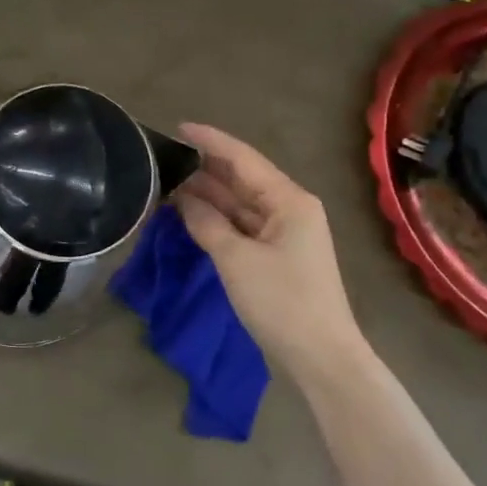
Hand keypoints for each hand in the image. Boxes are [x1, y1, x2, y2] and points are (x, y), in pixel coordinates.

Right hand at [174, 123, 371, 384]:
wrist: (321, 357)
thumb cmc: (282, 302)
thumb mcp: (236, 260)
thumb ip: (207, 223)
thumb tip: (183, 199)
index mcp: (289, 200)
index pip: (243, 159)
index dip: (210, 142)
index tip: (178, 127)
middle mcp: (290, 208)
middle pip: (242, 179)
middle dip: (205, 169)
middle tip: (165, 159)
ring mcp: (285, 233)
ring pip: (241, 204)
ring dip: (209, 195)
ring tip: (169, 183)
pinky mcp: (277, 256)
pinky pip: (243, 226)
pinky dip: (218, 220)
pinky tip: (191, 214)